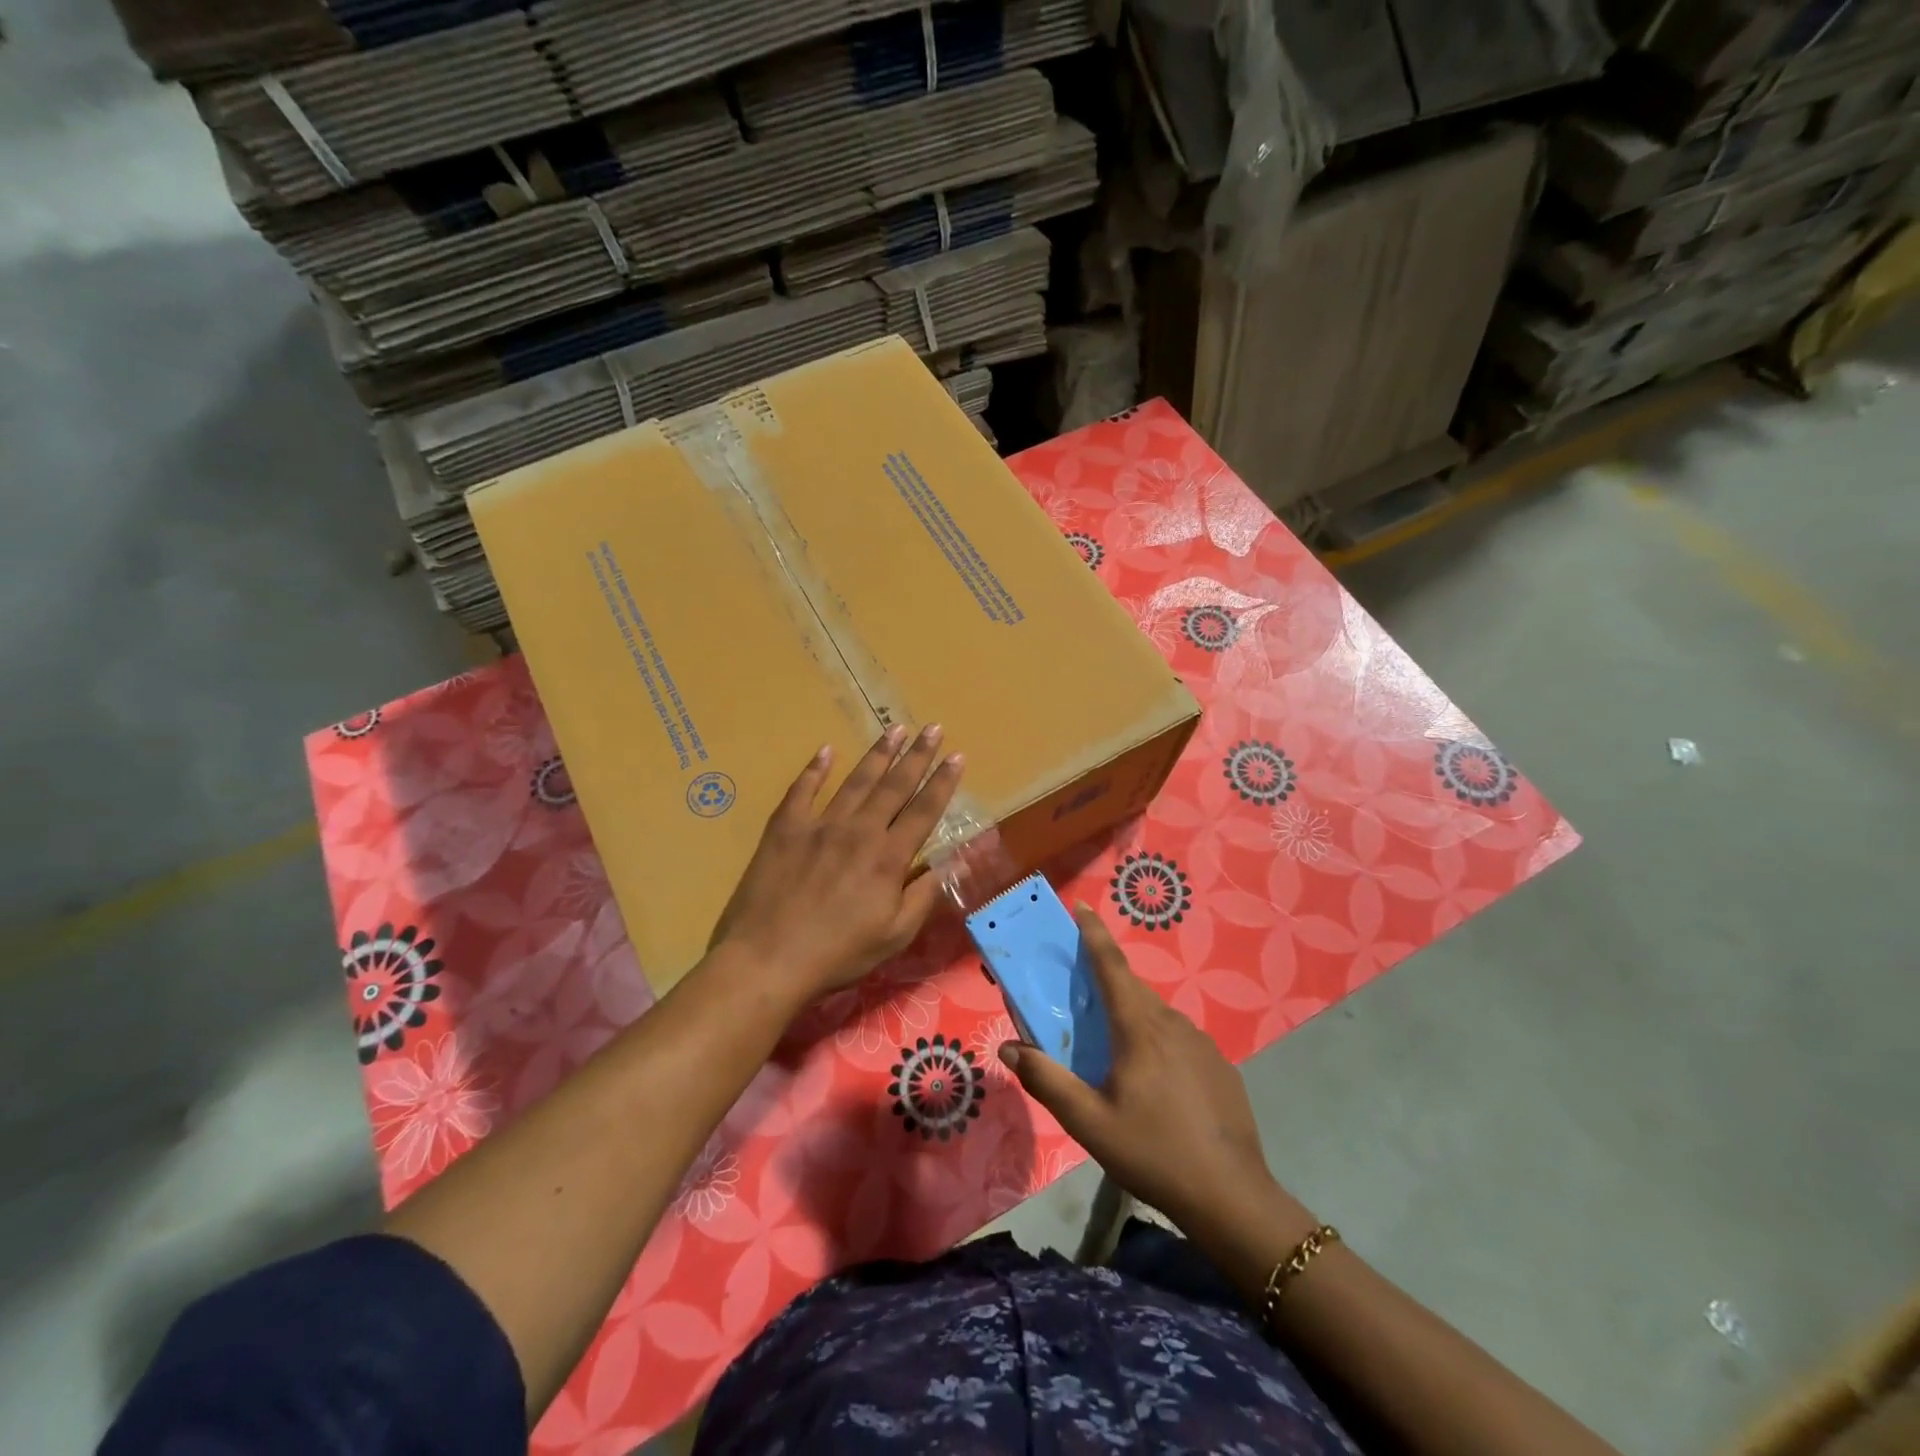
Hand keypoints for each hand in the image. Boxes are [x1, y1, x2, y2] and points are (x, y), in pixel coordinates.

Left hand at [710, 725, 964, 1003]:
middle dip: (917, 756)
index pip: (924, 811)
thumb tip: (950, 864)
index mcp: (888, 857)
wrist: (768, 958)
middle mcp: (859, 831)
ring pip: (855, 781)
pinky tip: (826, 750)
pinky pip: (803, 790)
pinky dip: (815, 769)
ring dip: (878, 754)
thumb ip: (923, 896)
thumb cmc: (837, 953)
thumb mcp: (894, 935)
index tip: (957, 756)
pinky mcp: (785, 828)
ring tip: (895, 730)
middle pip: (894, 786)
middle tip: (933, 729)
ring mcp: (820, 825)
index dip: (942, 783)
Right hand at [999, 906, 1304, 1241]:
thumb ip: (1047, 1081)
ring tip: (1114, 1050)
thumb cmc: (1153, 1153)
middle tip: (1080, 992)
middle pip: (1132, 989)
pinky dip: (1158, 1043)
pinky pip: (1179, 1040)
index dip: (1093, 934)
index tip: (1082, 907)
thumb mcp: (1089, 1123)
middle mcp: (1172, 1023)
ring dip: (1131, 1018)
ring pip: (1156, 1016)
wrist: (1232, 1197)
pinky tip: (1155, 1084)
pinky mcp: (1220, 1066)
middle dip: (1105, 980)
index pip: (1111, 965)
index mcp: (1139, 1028)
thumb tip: (1009, 1049)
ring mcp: (1203, 1043)